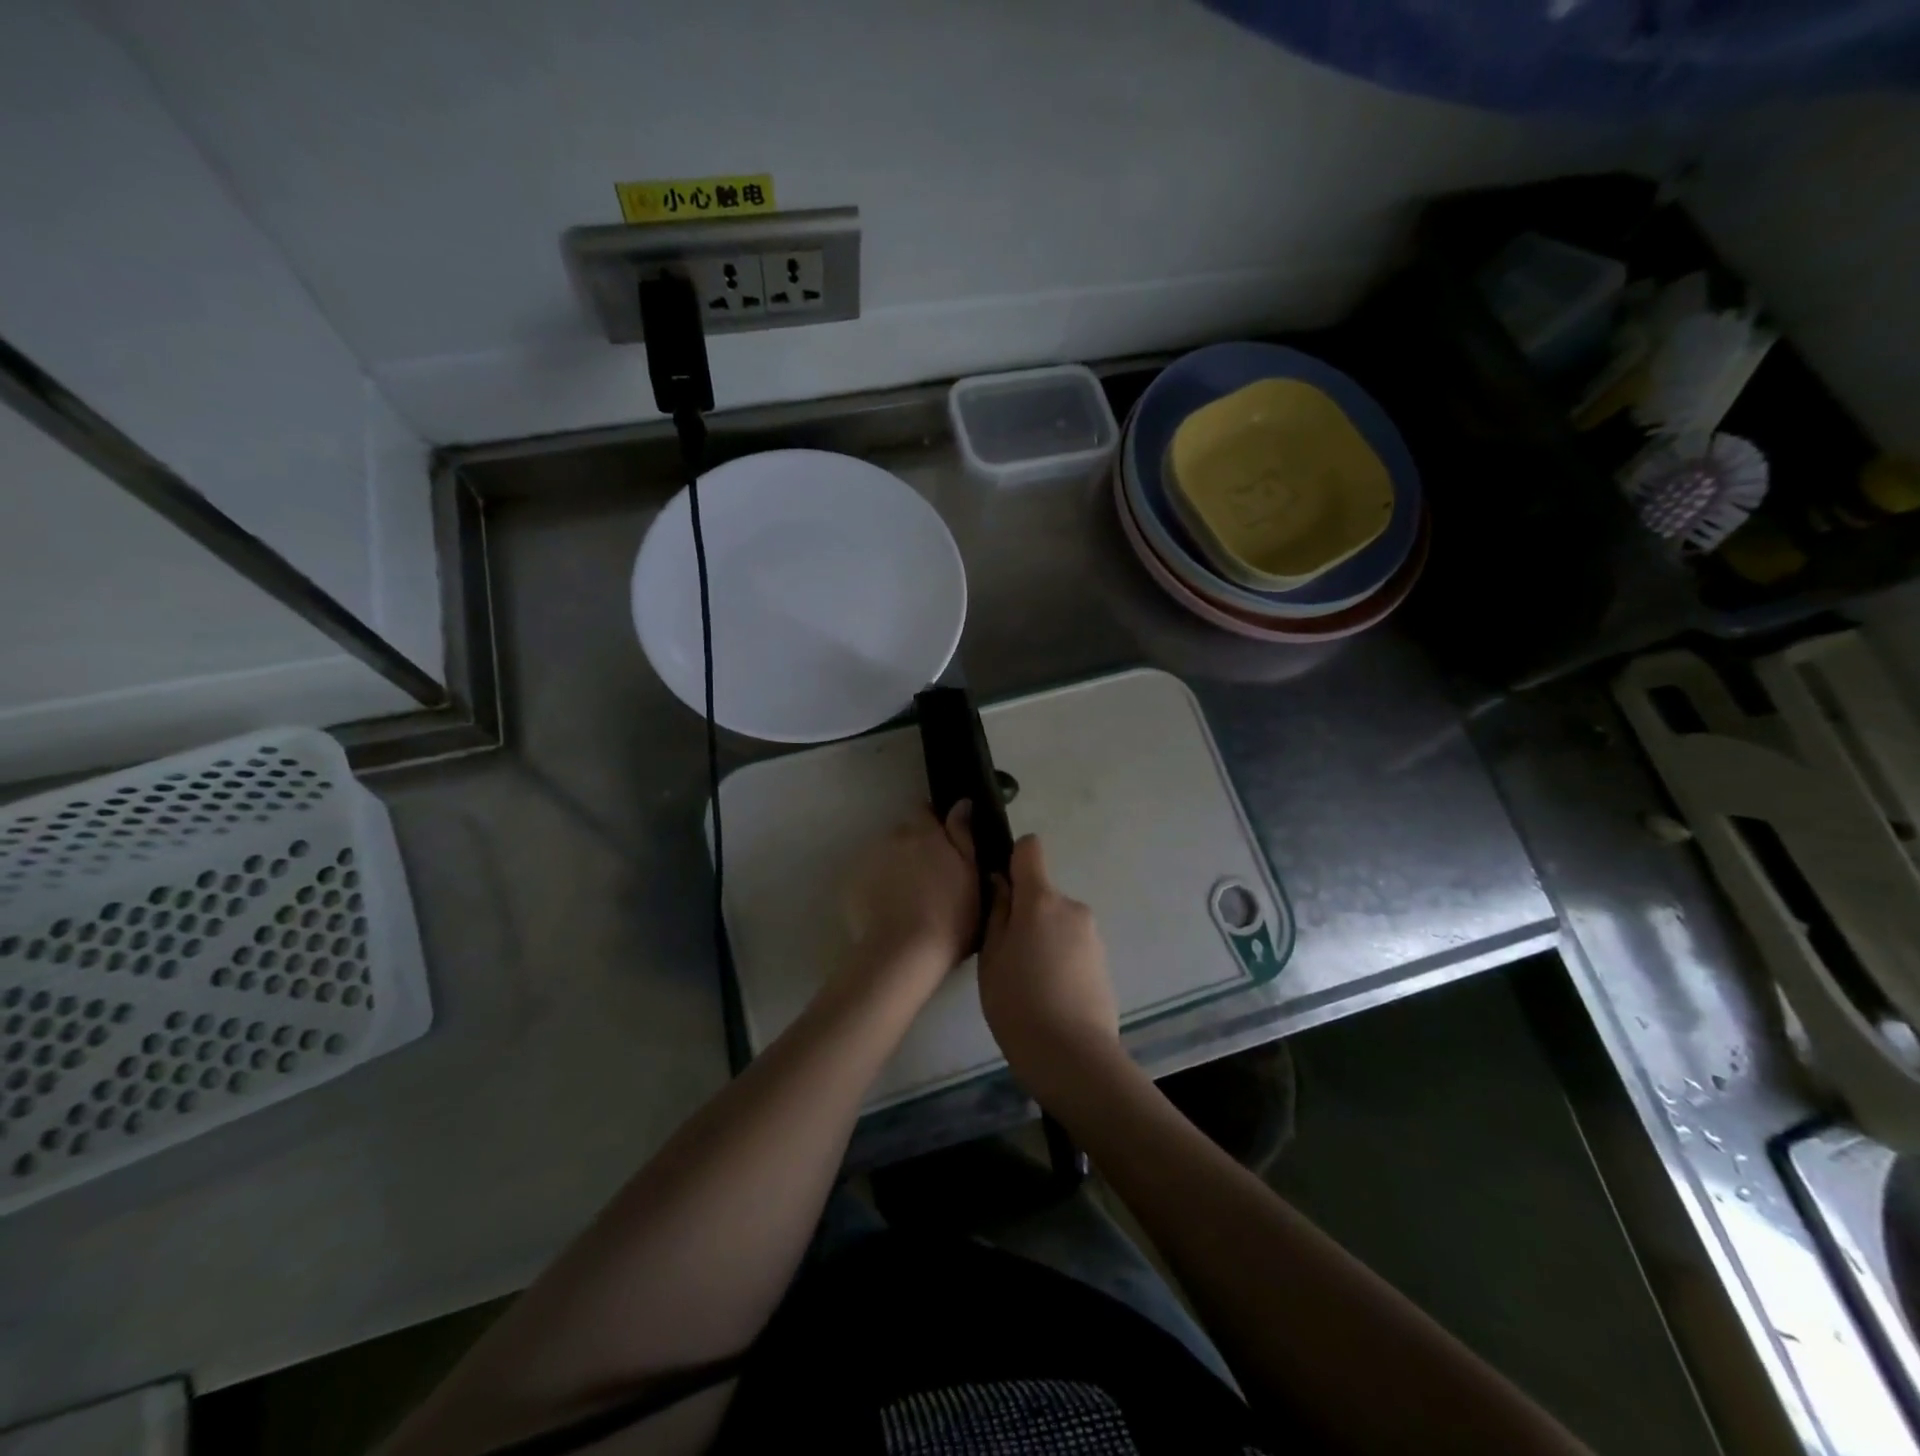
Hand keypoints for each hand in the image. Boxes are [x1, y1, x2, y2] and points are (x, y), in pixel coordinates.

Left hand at [839, 803, 977, 998]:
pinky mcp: (851, 884)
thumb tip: (961, 802)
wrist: (905, 955)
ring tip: (905, 897)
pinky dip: (876, 887)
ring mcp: (869, 860)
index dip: (933, 824)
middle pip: (904, 834)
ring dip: (894, 866)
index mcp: (926, 833)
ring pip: (885, 855)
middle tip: (928, 876)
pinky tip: (886, 910)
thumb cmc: (950, 917)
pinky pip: (867, 878)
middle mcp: (894, 838)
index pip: (925, 811)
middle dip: (914, 847)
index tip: (943, 843)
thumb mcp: (970, 875)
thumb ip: (963, 834)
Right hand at [977, 835, 1119, 1095]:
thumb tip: (1002, 883)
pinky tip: (1050, 993)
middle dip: (1025, 913)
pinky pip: (1073, 944)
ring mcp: (1092, 934)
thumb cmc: (1018, 1002)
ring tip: (1029, 980)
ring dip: (1044, 938)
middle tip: (1008, 954)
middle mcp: (1072, 907)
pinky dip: (1060, 958)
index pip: (1030, 849)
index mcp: (1041, 900)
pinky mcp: (1104, 960)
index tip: (1001, 888)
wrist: (1073, 1056)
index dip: (1014, 860)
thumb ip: (997, 913)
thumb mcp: (992, 957)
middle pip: (1042, 894)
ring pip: (1057, 921)